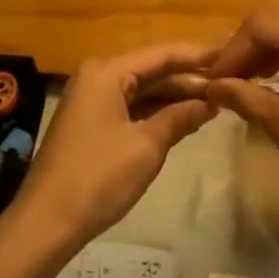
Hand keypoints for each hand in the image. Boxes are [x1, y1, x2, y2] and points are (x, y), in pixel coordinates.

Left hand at [11, 43, 217, 246]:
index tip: (231, 55)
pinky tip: (184, 117)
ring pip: (142, 90)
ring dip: (175, 96)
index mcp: (107, 72)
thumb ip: (180, 117)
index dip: (197, 56)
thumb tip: (211, 101)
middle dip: (188, 78)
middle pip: (151, 70)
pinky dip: (157, 112)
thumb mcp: (147, 146)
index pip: (161, 54)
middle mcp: (97, 78)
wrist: (47, 222)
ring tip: (215, 99)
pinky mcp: (91, 124)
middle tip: (230, 82)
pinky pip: (131, 107)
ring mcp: (92, 101)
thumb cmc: (99, 177)